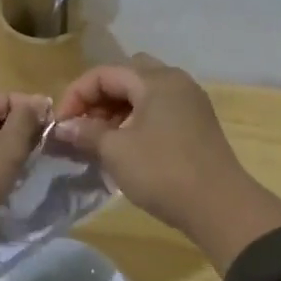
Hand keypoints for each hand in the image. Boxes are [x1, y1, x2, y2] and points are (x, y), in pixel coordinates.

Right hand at [51, 55, 280, 267]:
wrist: (219, 206)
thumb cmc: (163, 172)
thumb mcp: (116, 151)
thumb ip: (87, 133)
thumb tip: (64, 126)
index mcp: (156, 80)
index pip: (104, 73)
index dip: (76, 95)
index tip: (60, 124)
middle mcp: (175, 82)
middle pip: (127, 76)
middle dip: (99, 98)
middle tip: (82, 126)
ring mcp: (190, 103)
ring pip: (143, 94)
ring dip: (117, 110)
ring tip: (99, 140)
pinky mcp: (197, 124)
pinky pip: (158, 110)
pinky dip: (136, 121)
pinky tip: (125, 147)